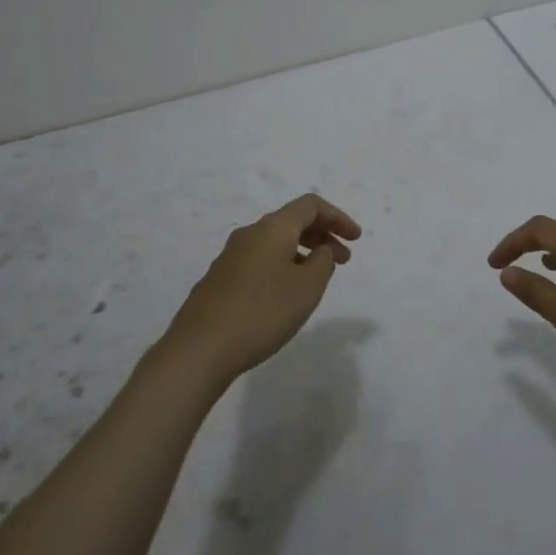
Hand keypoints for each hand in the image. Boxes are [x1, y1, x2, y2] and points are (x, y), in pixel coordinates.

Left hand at [162, 194, 362, 386]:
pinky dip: (282, 266)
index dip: (338, 217)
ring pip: (275, 243)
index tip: (356, 239)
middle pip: (292, 221)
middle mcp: (250, 234)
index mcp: (272, 228)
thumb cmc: (262, 312)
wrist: (200, 348)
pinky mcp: (220, 280)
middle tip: (344, 259)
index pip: (310, 205)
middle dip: (322, 235)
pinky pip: (260, 261)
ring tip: (317, 279)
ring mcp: (230, 257)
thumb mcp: (307, 287)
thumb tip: (319, 250)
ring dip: (302, 253)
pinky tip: (286, 295)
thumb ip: (322, 261)